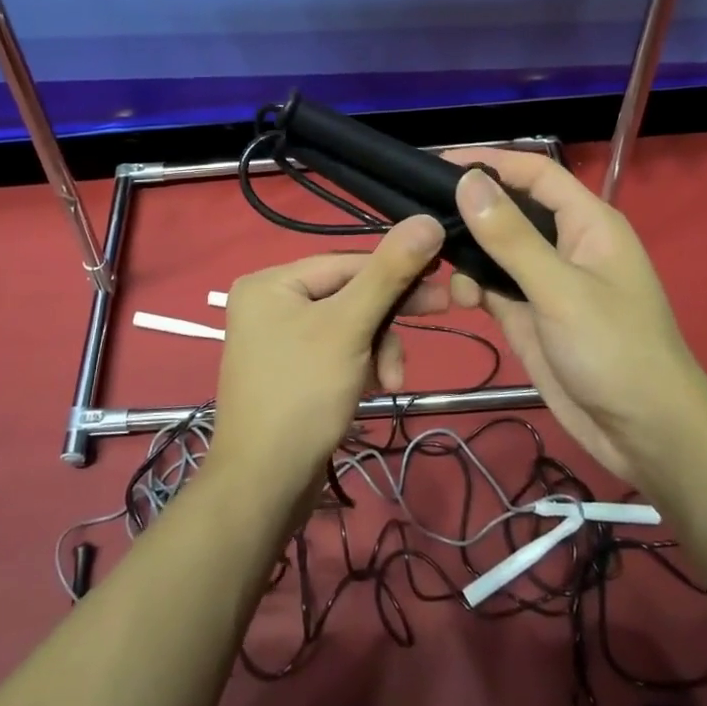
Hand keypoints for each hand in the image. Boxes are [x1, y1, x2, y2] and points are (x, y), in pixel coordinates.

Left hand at [208, 216, 447, 496]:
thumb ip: (389, 273)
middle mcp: (270, 302)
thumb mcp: (350, 327)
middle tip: (441, 310)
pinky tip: (374, 388)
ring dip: (378, 348)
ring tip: (390, 381)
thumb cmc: (303, 394)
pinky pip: (337, 351)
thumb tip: (427, 219)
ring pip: (349, 325)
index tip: (443, 281)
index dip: (396, 270)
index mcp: (271, 281)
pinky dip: (362, 365)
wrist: (263, 486)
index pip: (348, 262)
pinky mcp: (291, 370)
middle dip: (388, 318)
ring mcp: (278, 338)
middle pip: (349, 293)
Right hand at [444, 149, 706, 482]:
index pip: (535, 173)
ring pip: (494, 250)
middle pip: (509, 209)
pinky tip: (457, 300)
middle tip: (420, 216)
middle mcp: (564, 243)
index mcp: (587, 223)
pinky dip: (471, 287)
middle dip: (469, 211)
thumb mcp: (560, 289)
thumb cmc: (614, 350)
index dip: (490, 162)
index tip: (437, 164)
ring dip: (466, 255)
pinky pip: (491, 286)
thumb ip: (511, 236)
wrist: (643, 434)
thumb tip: (468, 182)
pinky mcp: (529, 314)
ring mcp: (545, 281)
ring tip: (438, 267)